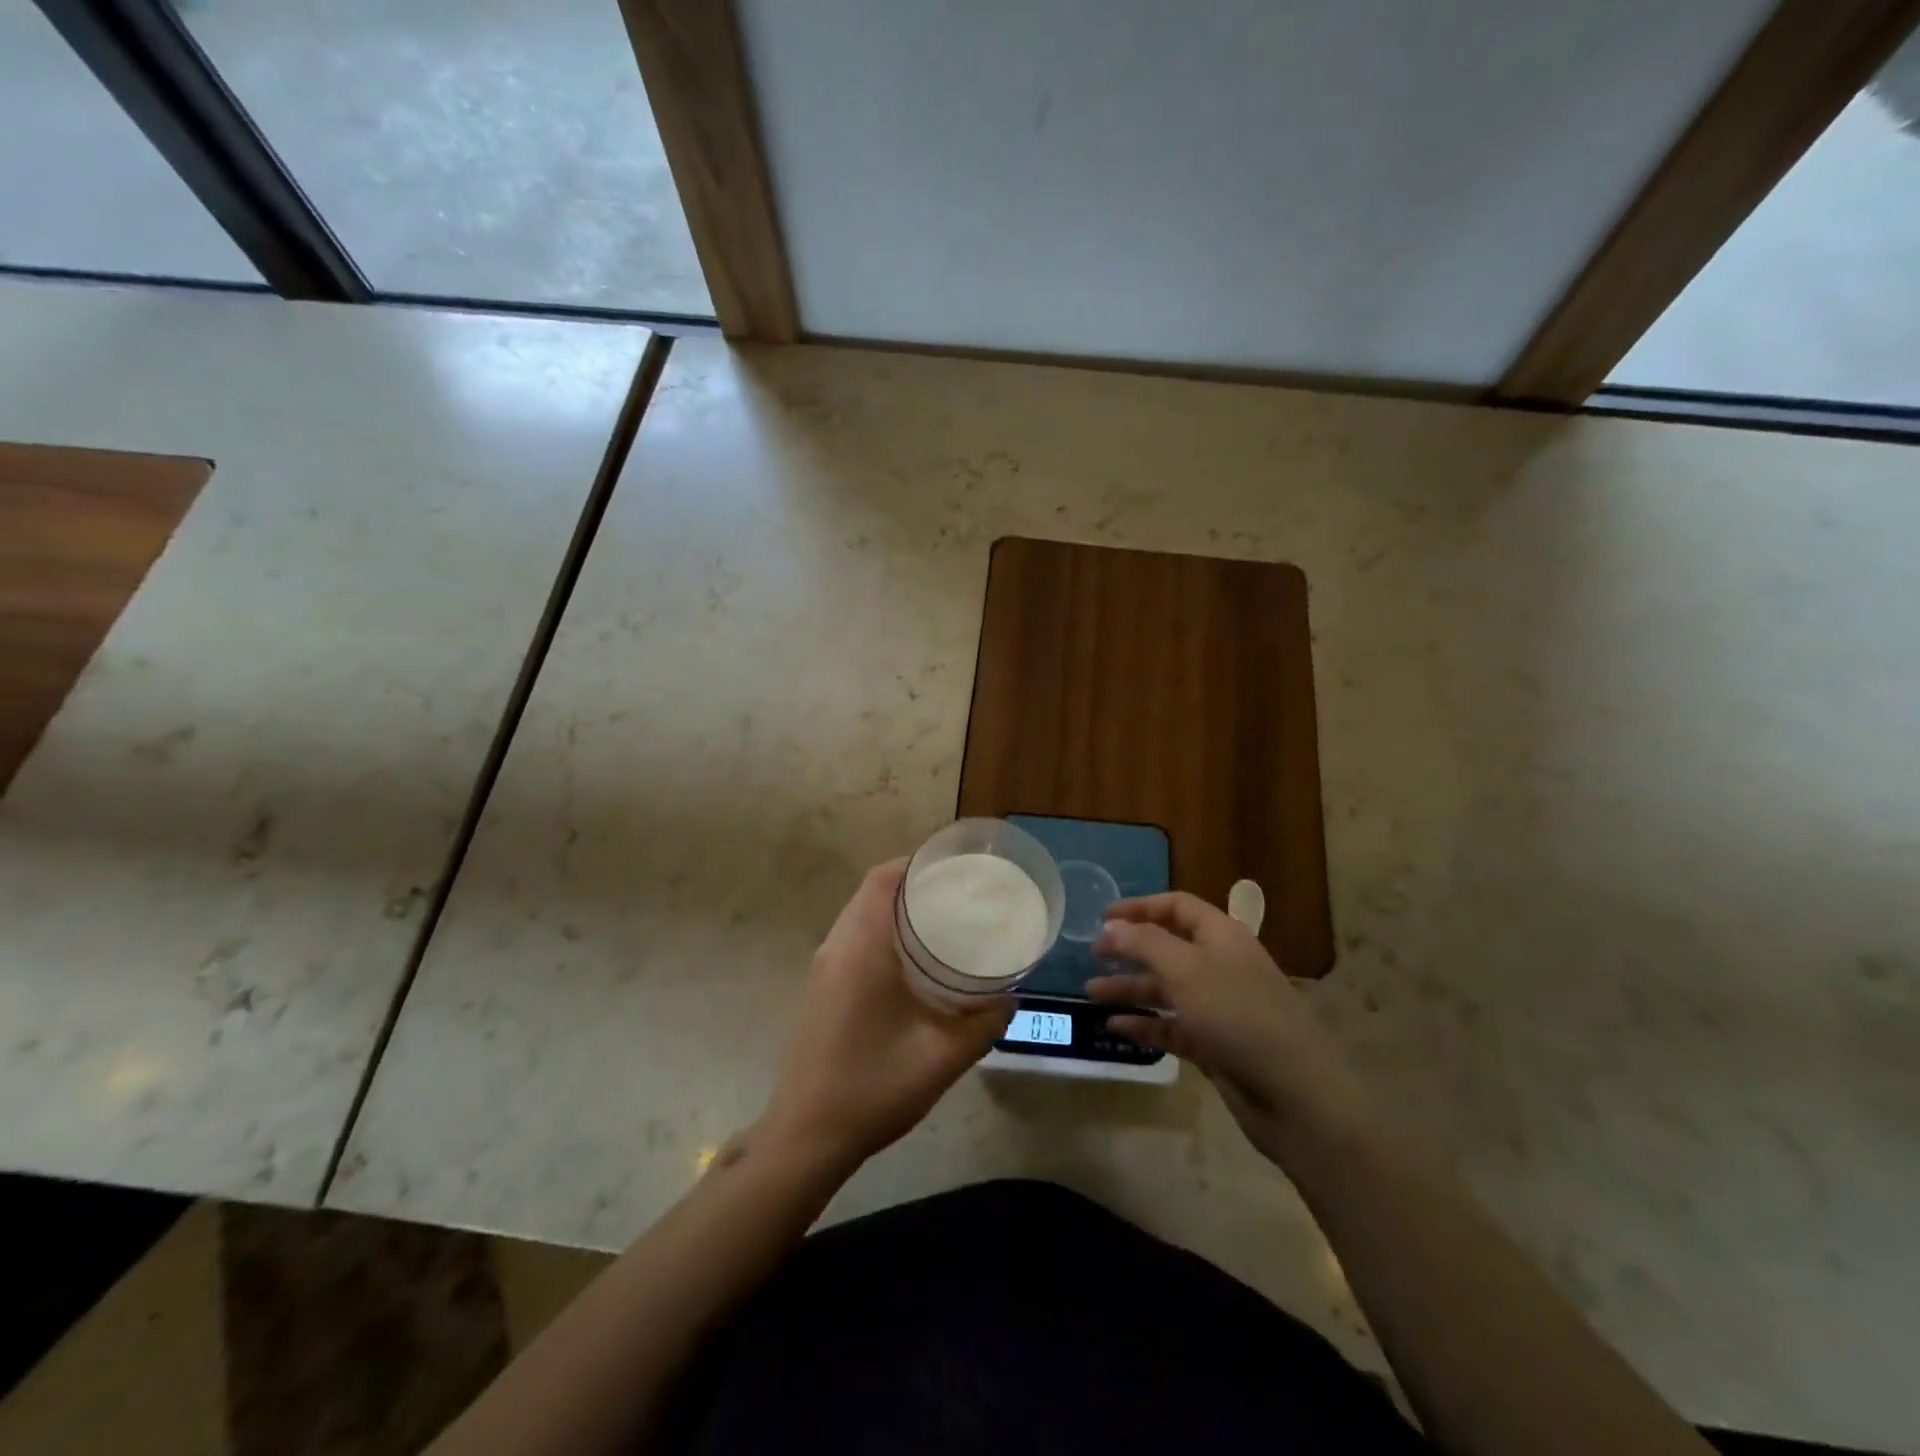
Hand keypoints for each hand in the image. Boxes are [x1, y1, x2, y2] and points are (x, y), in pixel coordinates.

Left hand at [760, 859, 1011, 1170]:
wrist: (805, 1136)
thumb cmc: (873, 1087)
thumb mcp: (942, 1058)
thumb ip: (984, 1024)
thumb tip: (1010, 998)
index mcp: (861, 947)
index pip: (883, 879)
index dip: (916, 864)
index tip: (955, 869)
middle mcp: (836, 946)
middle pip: (872, 892)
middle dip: (913, 884)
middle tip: (959, 895)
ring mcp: (822, 968)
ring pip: (859, 916)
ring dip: (895, 910)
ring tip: (942, 922)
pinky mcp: (819, 988)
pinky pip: (852, 939)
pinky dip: (881, 932)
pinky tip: (911, 963)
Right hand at [1088, 892, 1359, 1157]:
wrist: (1294, 1093)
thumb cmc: (1237, 1015)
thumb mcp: (1185, 968)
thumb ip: (1144, 942)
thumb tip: (1112, 924)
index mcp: (1222, 936)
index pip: (1177, 907)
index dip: (1140, 907)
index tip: (1102, 917)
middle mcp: (1221, 966)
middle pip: (1169, 947)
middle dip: (1130, 949)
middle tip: (1093, 956)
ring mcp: (1220, 1008)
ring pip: (1167, 989)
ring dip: (1130, 988)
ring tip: (1091, 994)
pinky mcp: (1216, 1045)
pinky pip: (1173, 1026)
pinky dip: (1146, 1023)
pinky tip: (1116, 1027)